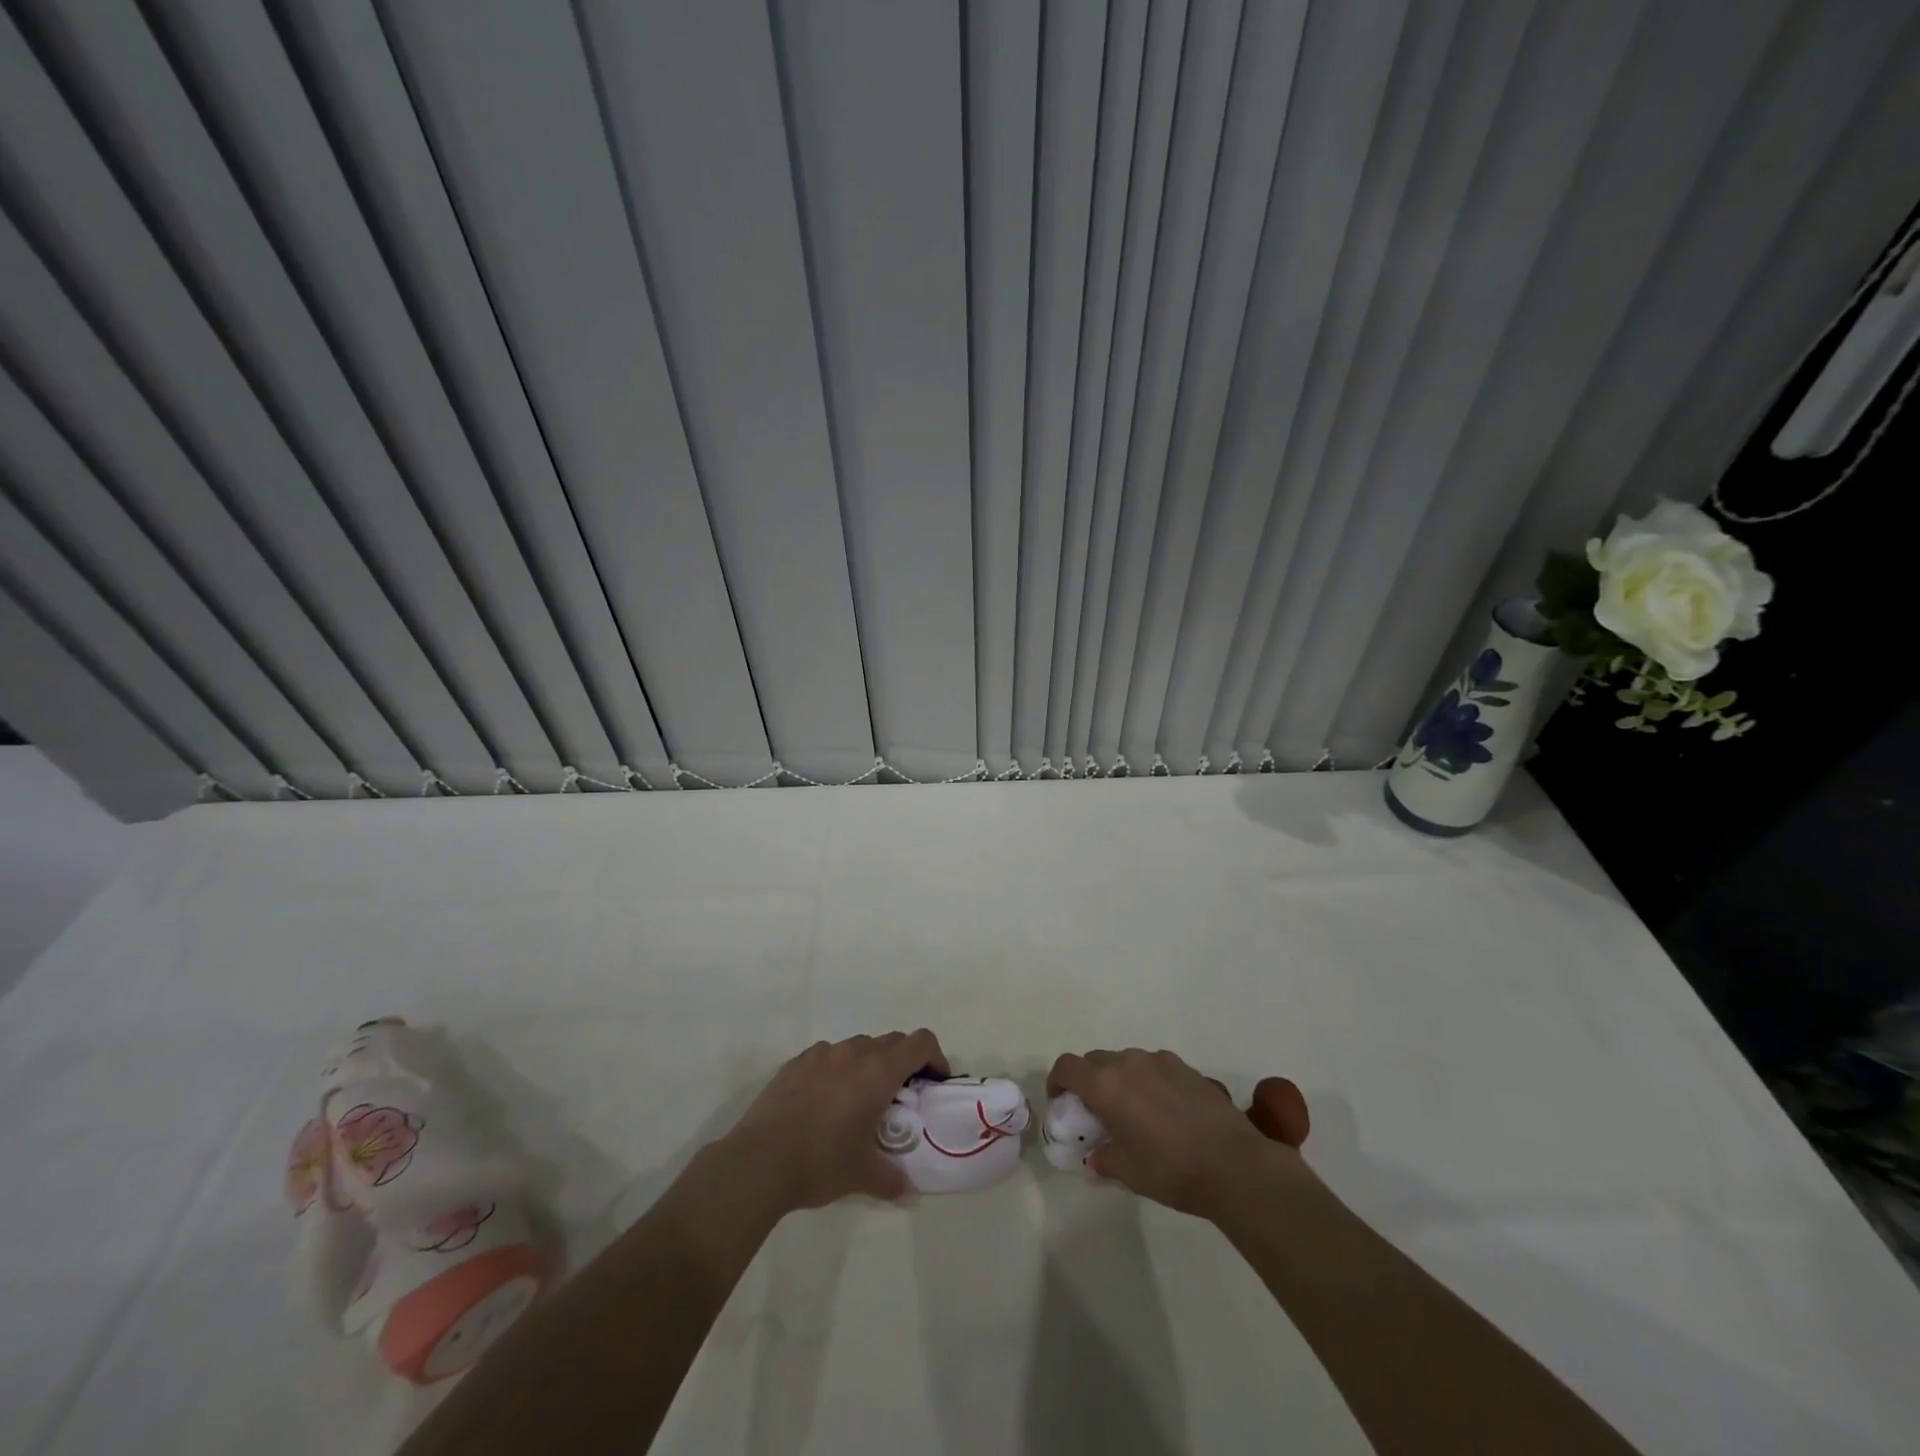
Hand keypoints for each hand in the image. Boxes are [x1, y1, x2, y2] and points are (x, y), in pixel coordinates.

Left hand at [719, 1030, 948, 1213]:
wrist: (759, 1161)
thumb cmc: (821, 1163)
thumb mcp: (864, 1176)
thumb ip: (892, 1178)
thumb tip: (906, 1188)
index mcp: (878, 1072)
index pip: (920, 1042)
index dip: (934, 1057)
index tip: (933, 1082)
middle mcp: (853, 1053)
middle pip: (891, 1041)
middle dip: (903, 1062)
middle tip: (899, 1097)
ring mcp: (822, 1054)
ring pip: (858, 1046)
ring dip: (869, 1064)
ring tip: (859, 1100)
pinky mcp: (795, 1062)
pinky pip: (827, 1056)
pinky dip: (836, 1070)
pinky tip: (823, 1102)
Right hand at [1047, 1047, 1313, 1220]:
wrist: (1234, 1164)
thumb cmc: (1171, 1170)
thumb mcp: (1128, 1173)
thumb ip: (1104, 1161)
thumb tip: (1094, 1160)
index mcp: (1106, 1085)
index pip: (1067, 1066)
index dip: (1057, 1080)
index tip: (1061, 1100)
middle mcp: (1128, 1062)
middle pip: (1096, 1060)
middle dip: (1089, 1081)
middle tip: (1097, 1111)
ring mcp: (1160, 1061)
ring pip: (1127, 1061)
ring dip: (1121, 1079)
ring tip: (1134, 1111)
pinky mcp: (1187, 1067)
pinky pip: (1155, 1067)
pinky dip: (1150, 1081)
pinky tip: (1166, 1110)